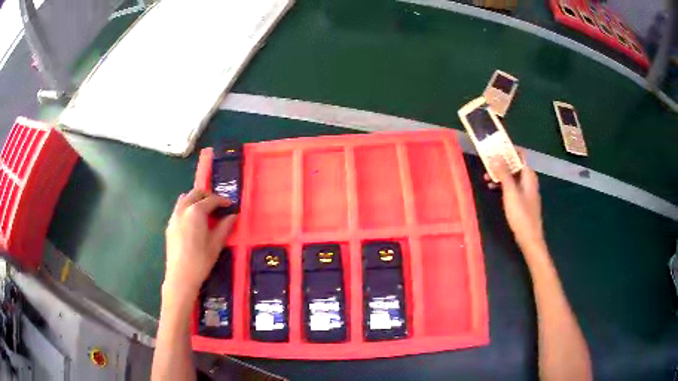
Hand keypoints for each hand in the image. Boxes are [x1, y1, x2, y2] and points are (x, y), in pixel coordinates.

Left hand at [164, 189, 236, 295]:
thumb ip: (225, 227)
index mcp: (196, 212)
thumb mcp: (216, 244)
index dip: (223, 201)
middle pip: (196, 193)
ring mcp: (174, 216)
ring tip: (205, 209)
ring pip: (185, 198)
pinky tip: (193, 221)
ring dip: (196, 199)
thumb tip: (233, 216)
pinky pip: (179, 208)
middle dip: (208, 195)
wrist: (180, 277)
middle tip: (218, 205)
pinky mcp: (169, 225)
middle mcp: (183, 209)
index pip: (211, 200)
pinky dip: (187, 207)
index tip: (231, 205)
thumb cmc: (200, 261)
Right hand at [484, 151, 544, 251]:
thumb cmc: (521, 214)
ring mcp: (526, 190)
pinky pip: (512, 186)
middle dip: (501, 163)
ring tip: (486, 178)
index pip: (520, 155)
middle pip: (515, 165)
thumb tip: (497, 156)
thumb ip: (504, 173)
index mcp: (528, 175)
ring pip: (512, 176)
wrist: (529, 238)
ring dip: (500, 175)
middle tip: (487, 164)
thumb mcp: (510, 192)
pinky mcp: (523, 200)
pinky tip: (493, 189)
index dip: (509, 149)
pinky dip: (503, 185)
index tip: (495, 148)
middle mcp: (529, 180)